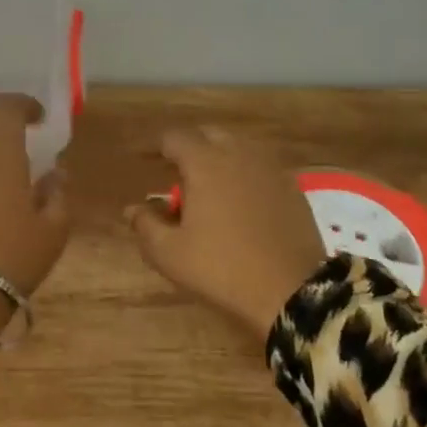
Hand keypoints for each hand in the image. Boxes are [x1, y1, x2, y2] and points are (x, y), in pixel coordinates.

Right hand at [126, 127, 327, 339]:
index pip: (175, 138)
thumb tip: (133, 209)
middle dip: (190, 147)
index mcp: (205, 163)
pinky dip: (244, 173)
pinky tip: (239, 200)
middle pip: (209, 135)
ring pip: (239, 148)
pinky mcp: (292, 188)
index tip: (145, 161)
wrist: (292, 291)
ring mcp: (271, 169)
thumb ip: (146, 225)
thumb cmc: (221, 268)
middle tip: (176, 172)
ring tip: (208, 185)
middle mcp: (239, 155)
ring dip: (219, 157)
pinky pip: (261, 167)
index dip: (156, 147)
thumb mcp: (170, 253)